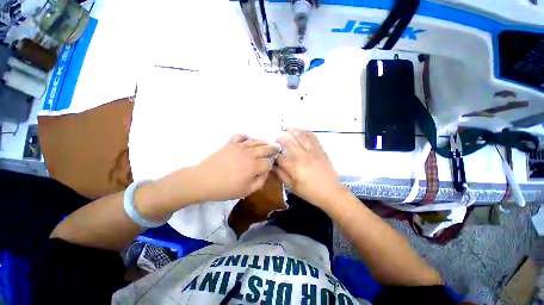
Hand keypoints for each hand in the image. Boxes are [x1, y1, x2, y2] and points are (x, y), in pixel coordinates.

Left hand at [193, 135, 278, 201]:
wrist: (203, 181)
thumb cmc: (225, 189)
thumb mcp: (246, 191)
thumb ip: (259, 182)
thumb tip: (265, 173)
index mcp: (254, 167)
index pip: (268, 163)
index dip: (271, 165)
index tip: (270, 167)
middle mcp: (249, 154)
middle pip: (265, 148)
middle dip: (273, 148)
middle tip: (276, 148)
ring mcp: (239, 147)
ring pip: (255, 141)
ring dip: (263, 142)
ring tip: (267, 143)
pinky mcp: (230, 144)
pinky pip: (240, 136)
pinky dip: (246, 136)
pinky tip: (248, 139)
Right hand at [274, 128, 345, 208]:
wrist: (331, 192)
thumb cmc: (310, 192)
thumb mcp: (292, 187)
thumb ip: (281, 175)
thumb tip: (272, 165)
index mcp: (294, 167)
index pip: (280, 156)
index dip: (273, 154)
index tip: (271, 152)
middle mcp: (302, 156)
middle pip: (289, 142)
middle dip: (280, 138)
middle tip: (277, 137)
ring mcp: (313, 152)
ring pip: (301, 136)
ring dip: (292, 130)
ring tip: (287, 127)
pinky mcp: (321, 150)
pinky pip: (313, 137)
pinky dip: (306, 132)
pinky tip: (301, 130)